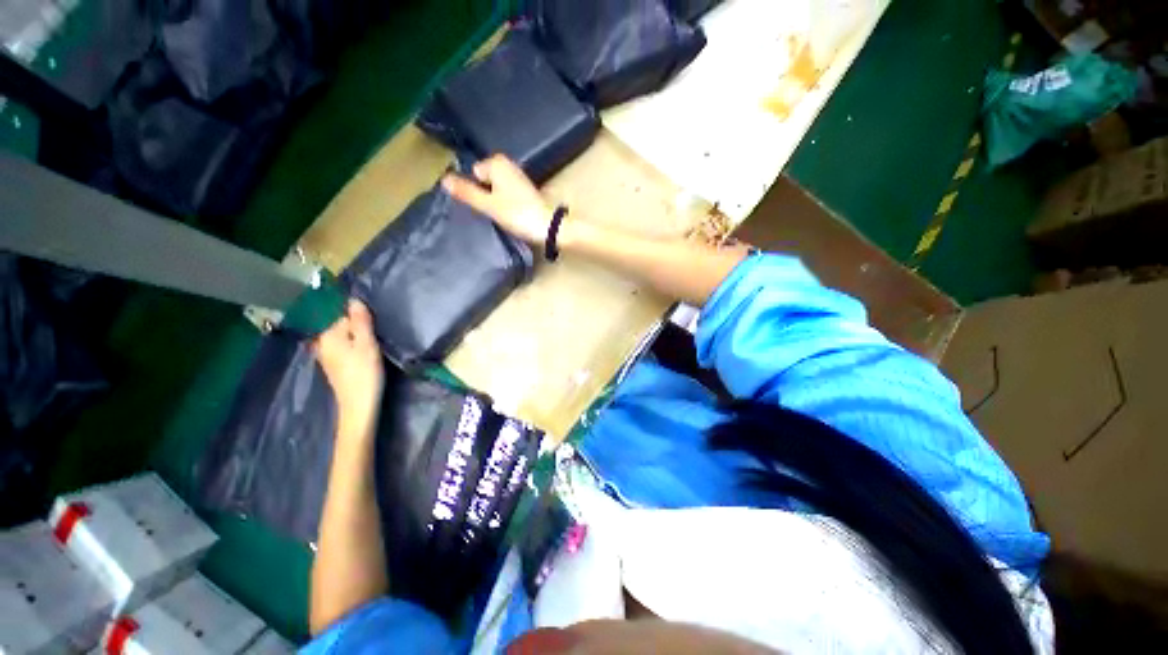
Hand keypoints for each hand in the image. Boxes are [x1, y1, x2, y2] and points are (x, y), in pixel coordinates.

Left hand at [314, 300, 383, 434]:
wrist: (359, 406)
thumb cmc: (365, 373)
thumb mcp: (367, 344)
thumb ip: (360, 321)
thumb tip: (353, 299)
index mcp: (328, 335)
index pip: (346, 316)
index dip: (363, 320)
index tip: (376, 329)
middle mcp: (323, 343)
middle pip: (344, 326)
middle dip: (360, 329)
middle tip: (377, 340)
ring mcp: (327, 355)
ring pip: (346, 338)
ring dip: (360, 339)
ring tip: (374, 348)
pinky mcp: (334, 366)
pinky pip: (345, 348)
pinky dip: (356, 349)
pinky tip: (366, 357)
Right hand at [441, 154, 555, 244]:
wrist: (548, 226)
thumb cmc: (517, 214)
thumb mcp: (488, 205)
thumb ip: (466, 192)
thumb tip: (443, 179)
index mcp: (496, 162)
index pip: (474, 173)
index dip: (477, 191)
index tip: (486, 205)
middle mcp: (508, 164)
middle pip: (485, 180)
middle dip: (486, 194)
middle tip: (494, 211)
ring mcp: (518, 176)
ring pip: (496, 188)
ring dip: (496, 200)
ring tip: (504, 214)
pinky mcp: (526, 189)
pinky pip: (507, 193)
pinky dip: (507, 202)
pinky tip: (512, 213)